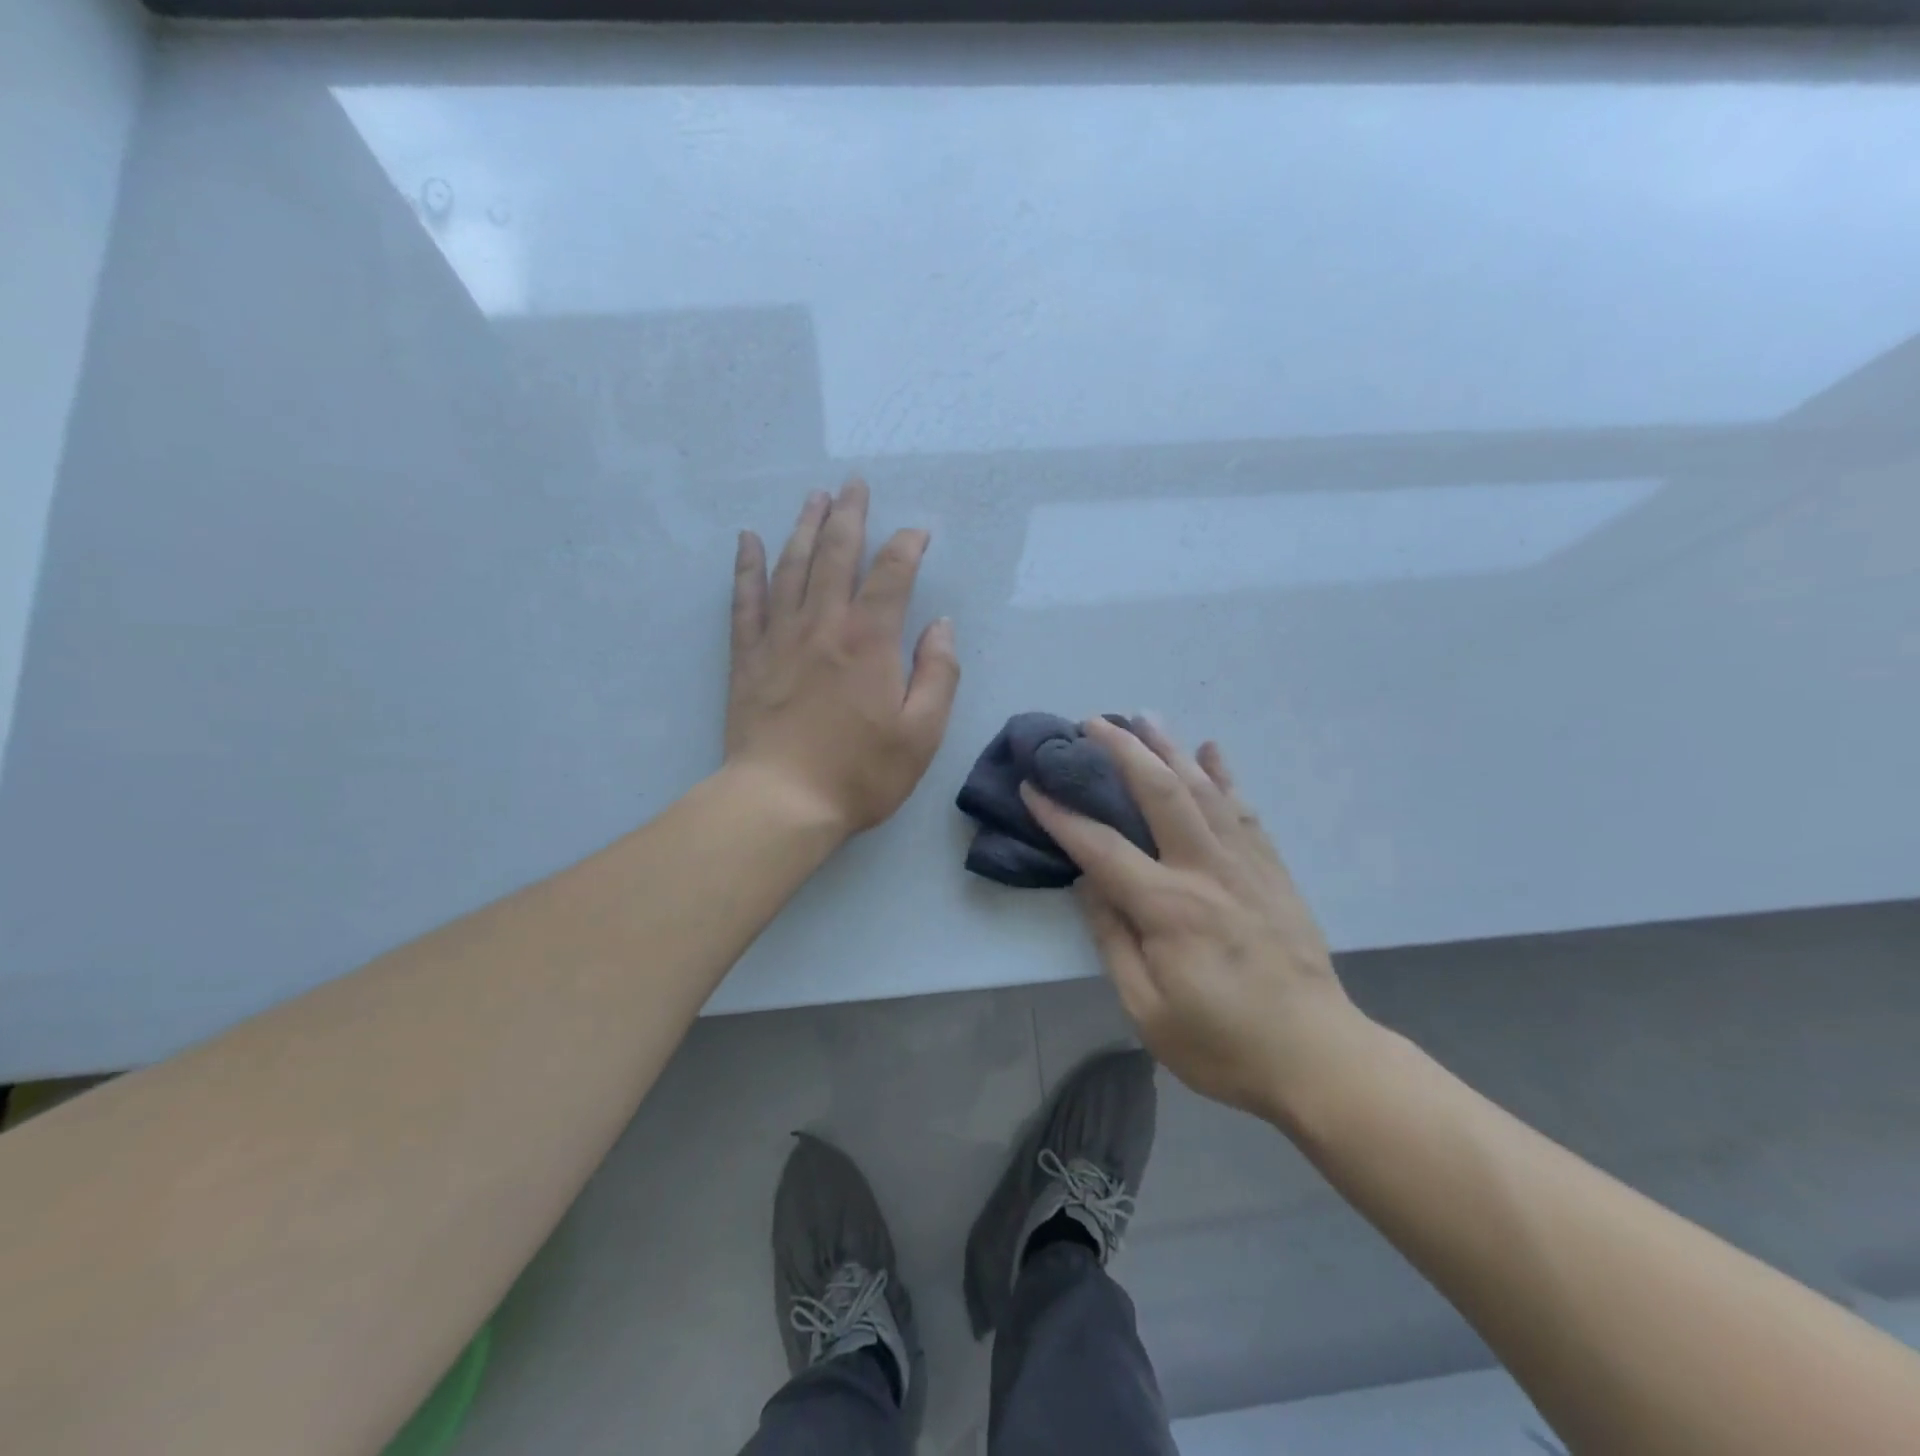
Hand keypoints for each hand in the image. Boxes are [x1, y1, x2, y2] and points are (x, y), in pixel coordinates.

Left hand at [726, 479, 959, 836]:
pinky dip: (748, 566)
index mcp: (870, 640)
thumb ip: (938, 674)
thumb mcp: (922, 732)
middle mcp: (824, 624)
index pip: (893, 574)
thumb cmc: (860, 772)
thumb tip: (941, 626)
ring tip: (814, 497)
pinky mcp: (748, 657)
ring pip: (792, 566)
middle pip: (836, 553)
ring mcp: (780, 637)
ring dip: (804, 527)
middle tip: (854, 484)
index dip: (908, 546)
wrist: (781, 801)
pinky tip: (749, 540)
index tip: (918, 534)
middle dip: (849, 515)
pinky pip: (746, 599)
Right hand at [1023, 718, 1363, 1122]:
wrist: (1318, 1058)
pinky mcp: (1272, 869)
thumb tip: (1088, 883)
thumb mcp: (1147, 1009)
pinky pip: (1244, 810)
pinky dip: (1225, 774)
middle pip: (1159, 793)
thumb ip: (1113, 939)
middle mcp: (1205, 870)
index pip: (1101, 847)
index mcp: (1168, 907)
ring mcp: (1245, 864)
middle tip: (1092, 723)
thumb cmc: (1222, 1043)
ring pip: (1202, 789)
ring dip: (1169, 748)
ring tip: (1143, 717)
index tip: (1032, 785)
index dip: (1061, 814)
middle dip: (1122, 752)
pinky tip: (1210, 750)